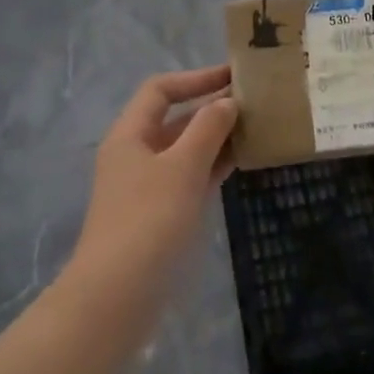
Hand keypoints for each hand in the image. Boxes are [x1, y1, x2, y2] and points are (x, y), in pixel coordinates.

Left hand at [69, 65, 236, 294]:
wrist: (116, 297)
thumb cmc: (148, 220)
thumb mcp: (182, 167)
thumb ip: (207, 129)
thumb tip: (227, 102)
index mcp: (130, 134)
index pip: (161, 90)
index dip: (196, 78)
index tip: (233, 76)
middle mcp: (137, 154)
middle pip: (175, 118)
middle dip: (212, 108)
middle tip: (255, 102)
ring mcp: (148, 185)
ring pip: (186, 149)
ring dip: (217, 137)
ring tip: (257, 128)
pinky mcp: (160, 213)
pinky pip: (191, 176)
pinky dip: (214, 165)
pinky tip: (243, 161)